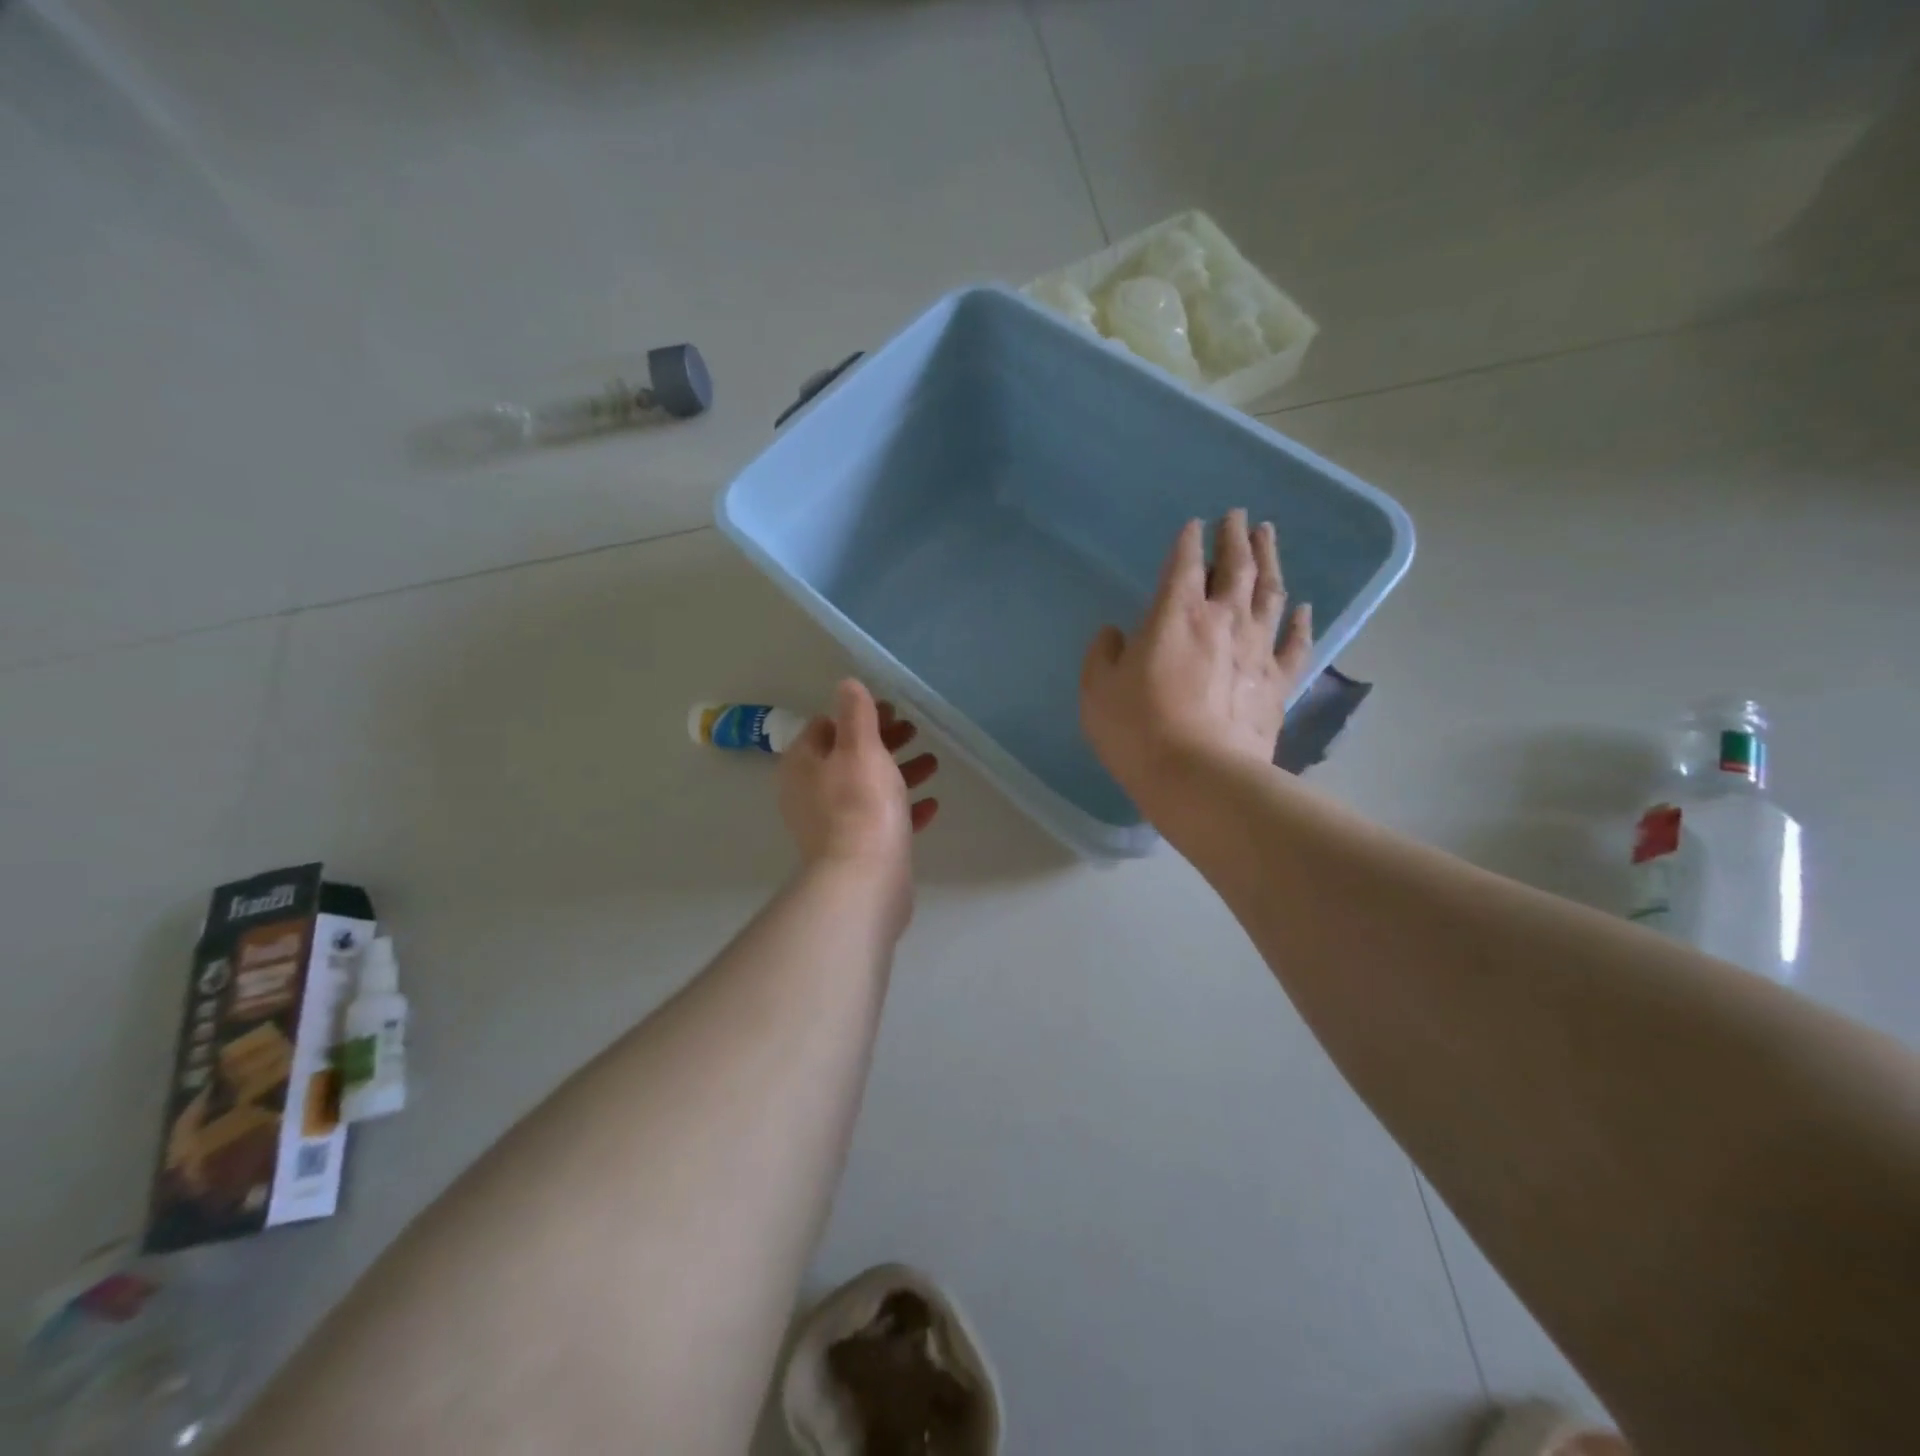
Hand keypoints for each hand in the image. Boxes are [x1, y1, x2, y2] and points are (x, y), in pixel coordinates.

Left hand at [780, 680, 938, 924]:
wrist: (864, 880)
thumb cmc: (860, 804)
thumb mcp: (860, 747)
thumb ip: (855, 713)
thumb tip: (847, 684)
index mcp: (803, 765)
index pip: (825, 727)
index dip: (858, 714)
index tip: (891, 709)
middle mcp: (811, 793)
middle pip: (849, 756)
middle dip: (883, 742)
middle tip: (914, 731)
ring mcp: (833, 824)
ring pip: (868, 787)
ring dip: (899, 772)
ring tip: (932, 764)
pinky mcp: (857, 850)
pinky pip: (882, 820)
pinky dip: (904, 808)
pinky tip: (932, 804)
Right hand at [1080, 511, 1312, 804]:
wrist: (1199, 777)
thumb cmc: (1138, 730)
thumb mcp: (1097, 691)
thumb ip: (1103, 654)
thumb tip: (1115, 634)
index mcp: (1175, 614)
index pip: (1184, 563)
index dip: (1188, 540)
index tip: (1194, 524)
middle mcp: (1222, 619)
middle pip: (1236, 566)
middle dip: (1236, 537)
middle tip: (1239, 515)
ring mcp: (1256, 649)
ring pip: (1269, 593)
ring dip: (1270, 561)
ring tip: (1268, 537)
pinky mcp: (1278, 682)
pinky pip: (1295, 644)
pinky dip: (1300, 622)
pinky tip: (1303, 608)